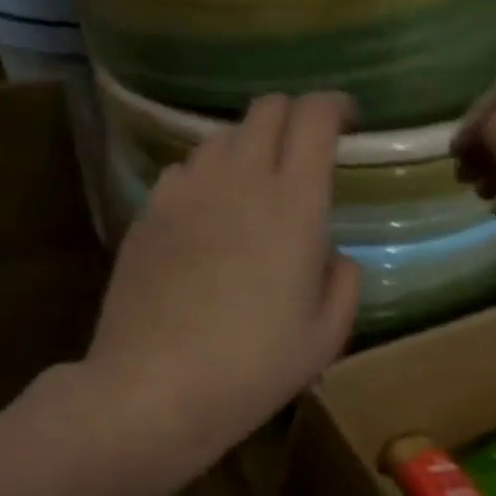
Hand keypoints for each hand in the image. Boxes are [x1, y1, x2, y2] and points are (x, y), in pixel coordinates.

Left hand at [86, 92, 360, 463]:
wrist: (155, 389)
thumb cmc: (253, 370)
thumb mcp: (325, 339)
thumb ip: (344, 284)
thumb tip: (332, 254)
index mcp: (294, 204)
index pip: (314, 116)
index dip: (334, 107)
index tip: (347, 122)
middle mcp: (239, 179)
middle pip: (266, 110)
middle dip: (293, 119)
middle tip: (305, 154)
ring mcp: (186, 192)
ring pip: (222, 137)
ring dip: (249, 148)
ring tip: (257, 189)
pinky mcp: (148, 213)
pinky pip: (184, 171)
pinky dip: (208, 178)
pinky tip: (210, 218)